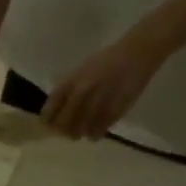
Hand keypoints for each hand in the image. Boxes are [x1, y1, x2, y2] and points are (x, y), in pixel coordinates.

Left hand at [40, 19, 178, 138]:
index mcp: (72, 81)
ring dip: (80, 133)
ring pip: (80, 131)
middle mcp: (82, 92)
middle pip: (63, 124)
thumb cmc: (107, 60)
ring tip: (83, 130)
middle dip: (63, 131)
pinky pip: (98, 131)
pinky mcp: (114, 110)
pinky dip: (95, 133)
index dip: (47, 121)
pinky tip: (96, 130)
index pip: (51, 108)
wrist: (138, 52)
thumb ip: (68, 90)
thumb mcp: (81, 70)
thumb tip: (55, 113)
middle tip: (67, 131)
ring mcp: (98, 102)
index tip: (48, 125)